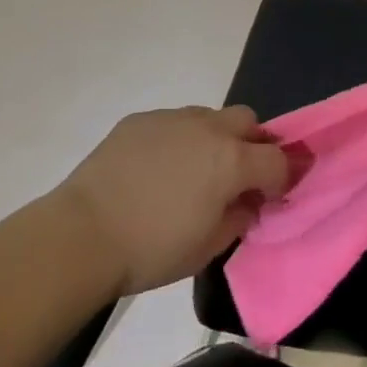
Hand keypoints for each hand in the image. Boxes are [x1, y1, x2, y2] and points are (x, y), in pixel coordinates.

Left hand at [54, 105, 293, 295]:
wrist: (83, 233)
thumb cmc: (151, 250)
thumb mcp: (207, 248)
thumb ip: (239, 219)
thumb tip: (248, 202)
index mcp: (231, 161)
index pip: (277, 159)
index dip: (282, 177)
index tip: (272, 196)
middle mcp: (209, 128)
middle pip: (248, 120)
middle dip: (252, 144)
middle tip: (238, 176)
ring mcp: (173, 118)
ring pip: (210, 117)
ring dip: (214, 138)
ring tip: (193, 171)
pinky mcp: (141, 119)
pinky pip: (173, 122)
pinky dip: (177, 140)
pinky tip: (156, 169)